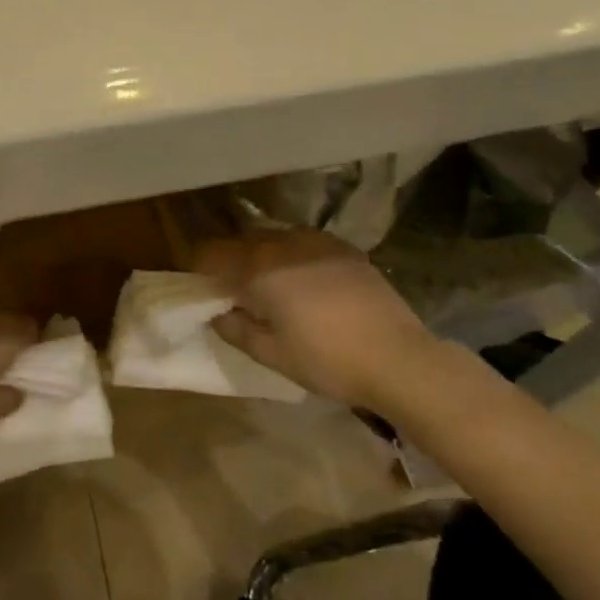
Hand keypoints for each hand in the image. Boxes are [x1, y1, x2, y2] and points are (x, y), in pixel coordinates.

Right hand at [192, 230, 430, 408]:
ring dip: (262, 256)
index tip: (203, 289)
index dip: (199, 269)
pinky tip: (306, 283)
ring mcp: (316, 241)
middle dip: (231, 262)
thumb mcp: (272, 354)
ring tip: (271, 287)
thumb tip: (217, 313)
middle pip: (241, 241)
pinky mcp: (343, 247)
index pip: (211, 253)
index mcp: (258, 268)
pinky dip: (292, 256)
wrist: (399, 358)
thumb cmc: (327, 360)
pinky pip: (303, 243)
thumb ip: (235, 329)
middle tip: (235, 292)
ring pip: (273, 238)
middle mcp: (282, 243)